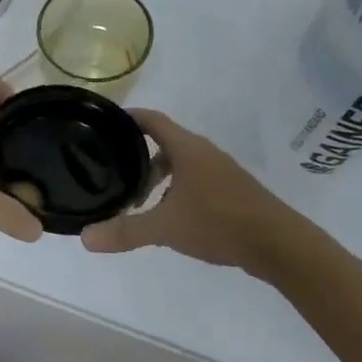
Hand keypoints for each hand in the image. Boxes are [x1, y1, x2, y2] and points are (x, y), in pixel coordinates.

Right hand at [80, 110, 292, 271]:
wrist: (277, 243)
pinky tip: (170, 217)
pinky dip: (176, 189)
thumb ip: (125, 231)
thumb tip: (84, 237)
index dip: (128, 119)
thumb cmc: (218, 223)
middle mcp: (203, 152)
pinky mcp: (231, 190)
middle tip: (114, 175)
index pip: (151, 120)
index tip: (103, 125)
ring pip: (180, 164)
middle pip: (163, 143)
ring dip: (158, 178)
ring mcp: (220, 170)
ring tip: (139, 204)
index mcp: (187, 148)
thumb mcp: (165, 228)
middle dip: (137, 157)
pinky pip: (195, 179)